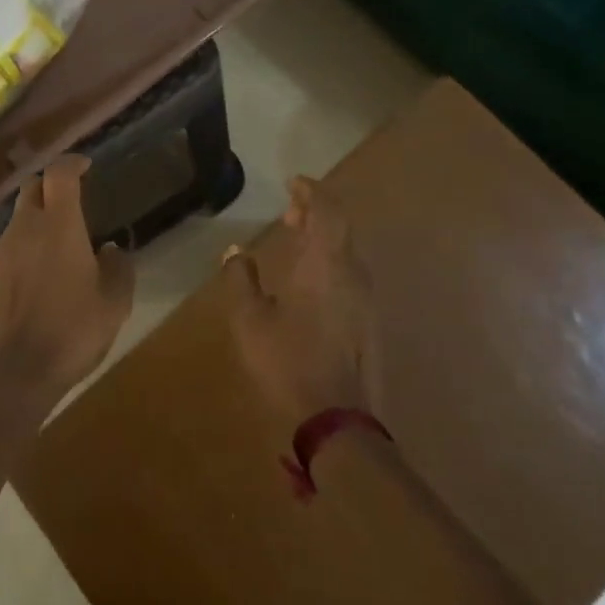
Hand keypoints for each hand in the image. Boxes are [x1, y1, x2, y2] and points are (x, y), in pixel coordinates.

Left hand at [0, 155, 134, 404]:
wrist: (9, 375)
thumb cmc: (70, 333)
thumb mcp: (114, 305)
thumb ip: (118, 269)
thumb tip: (110, 249)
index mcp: (59, 225)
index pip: (59, 173)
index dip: (71, 163)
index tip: (85, 166)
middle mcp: (24, 228)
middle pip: (33, 189)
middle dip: (51, 187)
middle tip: (71, 203)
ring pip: (18, 221)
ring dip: (37, 223)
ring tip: (57, 251)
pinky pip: (6, 249)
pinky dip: (22, 251)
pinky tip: (35, 281)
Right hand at [227, 176, 378, 426]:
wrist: (336, 420)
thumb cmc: (288, 361)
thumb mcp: (249, 319)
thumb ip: (241, 279)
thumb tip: (236, 252)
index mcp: (325, 264)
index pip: (327, 209)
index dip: (311, 191)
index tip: (292, 183)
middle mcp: (352, 273)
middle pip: (341, 226)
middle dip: (316, 212)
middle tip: (289, 214)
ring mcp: (365, 299)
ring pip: (347, 250)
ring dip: (324, 237)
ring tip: (296, 240)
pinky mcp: (368, 321)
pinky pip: (350, 273)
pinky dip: (330, 260)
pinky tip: (309, 280)